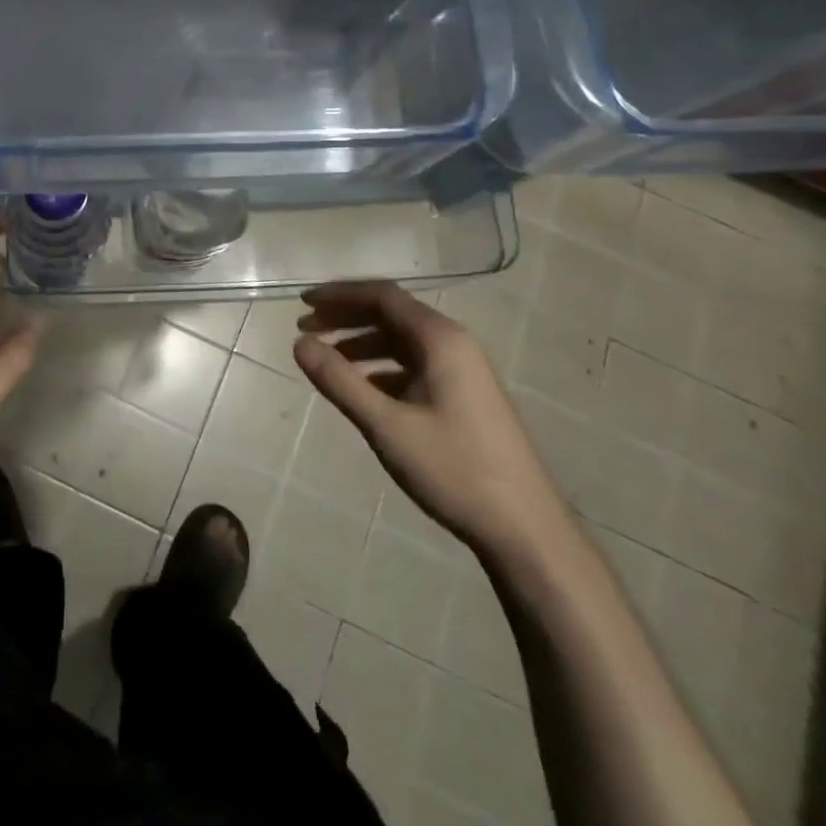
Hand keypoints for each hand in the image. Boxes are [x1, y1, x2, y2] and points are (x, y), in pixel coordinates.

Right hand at [293, 280, 564, 553]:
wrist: (526, 530)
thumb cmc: (454, 470)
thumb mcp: (387, 425)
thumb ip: (340, 381)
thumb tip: (299, 343)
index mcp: (441, 340)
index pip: (383, 296)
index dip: (340, 295)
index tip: (303, 303)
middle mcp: (454, 344)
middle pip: (392, 315)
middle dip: (346, 317)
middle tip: (305, 328)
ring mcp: (463, 371)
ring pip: (402, 342)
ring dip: (361, 343)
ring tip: (326, 360)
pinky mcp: (464, 396)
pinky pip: (414, 366)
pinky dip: (381, 368)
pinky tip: (361, 390)